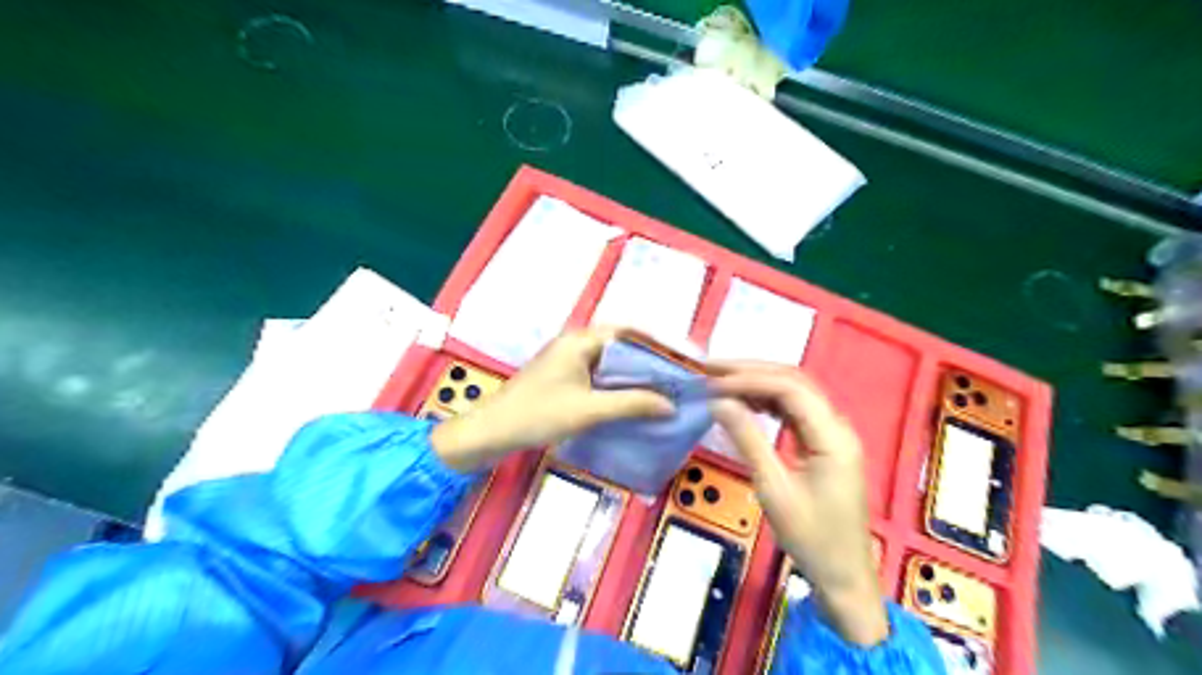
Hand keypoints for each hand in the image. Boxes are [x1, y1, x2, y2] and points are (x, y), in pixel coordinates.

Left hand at [432, 329, 675, 472]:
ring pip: (610, 361)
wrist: (492, 432)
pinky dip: (618, 383)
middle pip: (620, 346)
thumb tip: (671, 405)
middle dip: (648, 360)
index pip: (627, 333)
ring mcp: (567, 360)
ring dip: (634, 373)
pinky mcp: (563, 377)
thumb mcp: (589, 410)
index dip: (656, 344)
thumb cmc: (539, 415)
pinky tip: (633, 399)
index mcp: (580, 341)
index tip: (681, 359)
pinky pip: (598, 374)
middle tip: (677, 377)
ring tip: (663, 388)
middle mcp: (575, 343)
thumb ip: (632, 404)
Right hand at [706, 362, 886, 645]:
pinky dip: (768, 401)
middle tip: (711, 369)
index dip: (749, 379)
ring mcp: (832, 434)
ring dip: (758, 382)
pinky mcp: (824, 444)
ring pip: (795, 392)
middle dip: (752, 371)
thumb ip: (747, 440)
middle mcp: (837, 426)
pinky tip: (745, 401)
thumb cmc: (810, 538)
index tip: (712, 381)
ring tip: (721, 381)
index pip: (790, 389)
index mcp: (832, 437)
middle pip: (795, 381)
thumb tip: (719, 402)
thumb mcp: (773, 489)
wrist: (843, 576)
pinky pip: (795, 411)